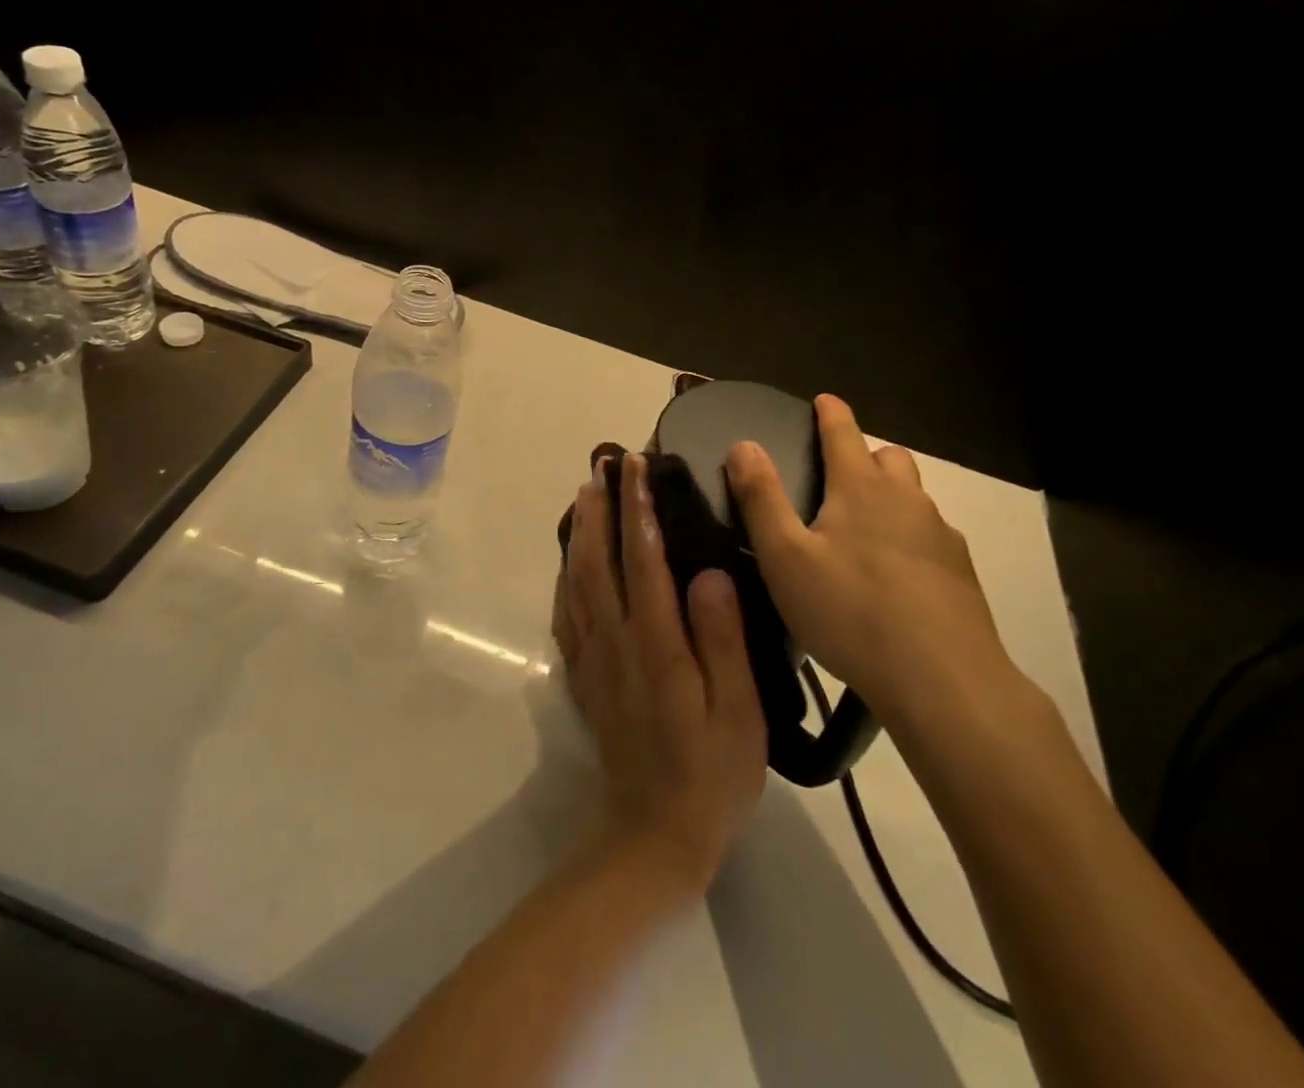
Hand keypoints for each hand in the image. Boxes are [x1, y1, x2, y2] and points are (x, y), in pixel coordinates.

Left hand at [552, 452, 766, 893]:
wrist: (655, 835)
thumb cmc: (711, 773)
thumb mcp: (738, 712)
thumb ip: (721, 640)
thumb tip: (709, 573)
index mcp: (655, 644)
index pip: (643, 560)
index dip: (637, 509)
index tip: (636, 468)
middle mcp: (616, 641)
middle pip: (598, 561)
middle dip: (600, 509)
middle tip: (601, 467)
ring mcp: (594, 658)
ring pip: (577, 581)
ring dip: (580, 534)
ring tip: (584, 497)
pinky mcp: (585, 676)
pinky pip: (567, 614)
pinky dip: (565, 577)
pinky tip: (570, 562)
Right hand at [725, 395, 1019, 739]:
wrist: (944, 680)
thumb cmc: (851, 611)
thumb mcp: (785, 557)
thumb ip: (761, 498)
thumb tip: (744, 444)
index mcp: (861, 487)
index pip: (844, 431)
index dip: (830, 412)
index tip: (823, 400)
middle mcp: (907, 499)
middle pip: (888, 458)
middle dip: (864, 455)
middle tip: (837, 478)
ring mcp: (941, 535)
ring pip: (913, 498)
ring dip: (889, 498)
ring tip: (862, 533)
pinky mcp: (961, 573)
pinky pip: (931, 537)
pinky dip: (910, 539)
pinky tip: (895, 578)